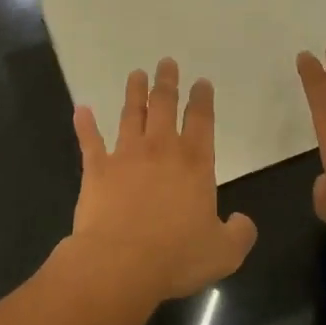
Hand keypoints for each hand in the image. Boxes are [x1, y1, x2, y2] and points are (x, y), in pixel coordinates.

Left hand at [68, 58, 256, 301]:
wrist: (120, 262)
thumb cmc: (176, 256)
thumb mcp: (224, 253)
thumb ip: (240, 234)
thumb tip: (244, 222)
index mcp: (194, 163)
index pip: (201, 121)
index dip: (202, 99)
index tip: (201, 82)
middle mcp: (160, 149)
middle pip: (164, 106)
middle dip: (167, 82)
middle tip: (166, 62)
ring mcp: (125, 155)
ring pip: (130, 114)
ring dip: (134, 92)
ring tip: (136, 74)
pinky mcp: (96, 168)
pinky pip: (90, 140)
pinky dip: (85, 124)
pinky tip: (81, 109)